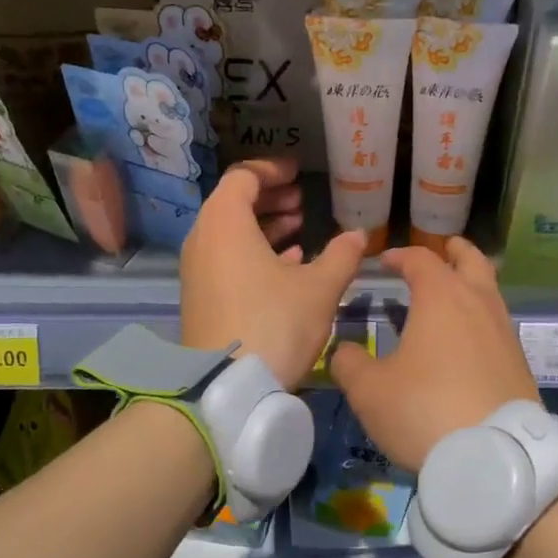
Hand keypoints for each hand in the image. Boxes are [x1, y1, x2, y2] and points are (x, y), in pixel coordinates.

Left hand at [180, 157, 367, 389]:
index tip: (298, 174)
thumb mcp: (319, 288)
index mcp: (225, 223)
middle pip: (233, 203)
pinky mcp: (201, 297)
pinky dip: (253, 253)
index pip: (243, 176)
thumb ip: (341, 255)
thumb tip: (359, 235)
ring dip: (263, 226)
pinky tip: (287, 265)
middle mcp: (203, 240)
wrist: (227, 387)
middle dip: (270, 198)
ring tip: (299, 230)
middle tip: (301, 202)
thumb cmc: (274, 324)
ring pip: (230, 233)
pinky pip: (226, 259)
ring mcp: (198, 270)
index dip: (272, 170)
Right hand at [330, 237, 537, 470]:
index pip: (421, 259)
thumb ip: (350, 363)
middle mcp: (479, 303)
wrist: (493, 456)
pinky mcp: (519, 361)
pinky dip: (481, 318)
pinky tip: (467, 340)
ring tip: (453, 296)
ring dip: (472, 284)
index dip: (401, 255)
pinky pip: (497, 324)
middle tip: (444, 249)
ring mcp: (504, 331)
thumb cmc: (424, 410)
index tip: (386, 261)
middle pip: (472, 261)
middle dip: (455, 251)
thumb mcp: (369, 391)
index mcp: (442, 297)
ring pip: (490, 292)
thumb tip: (345, 351)